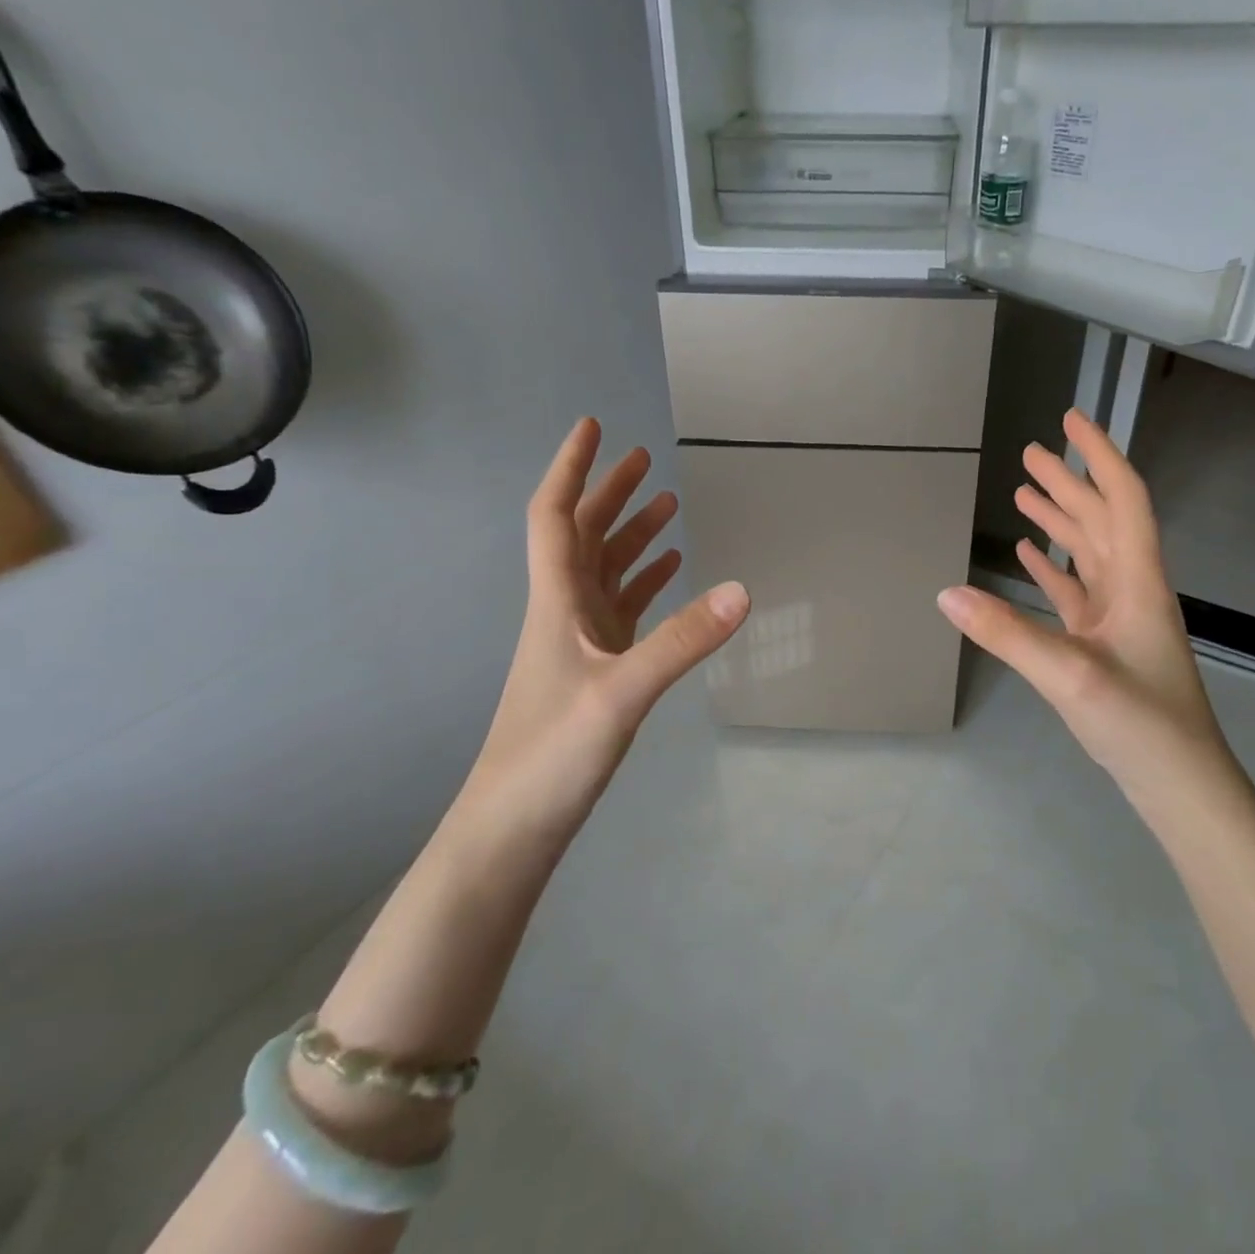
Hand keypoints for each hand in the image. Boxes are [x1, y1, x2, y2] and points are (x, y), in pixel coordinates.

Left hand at [464, 418, 749, 841]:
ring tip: (667, 504)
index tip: (592, 426)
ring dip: (632, 535)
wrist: (512, 826)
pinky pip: (622, 609)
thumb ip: (682, 641)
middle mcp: (564, 612)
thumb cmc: (551, 753)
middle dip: (610, 492)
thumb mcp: (622, 693)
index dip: (571, 468)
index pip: (556, 516)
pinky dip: (645, 582)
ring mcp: (580, 642)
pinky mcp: (597, 670)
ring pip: (605, 571)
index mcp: (557, 601)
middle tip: (643, 457)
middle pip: (583, 535)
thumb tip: (742, 590)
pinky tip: (670, 573)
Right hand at [937, 409, 1227, 785]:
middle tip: (1031, 452)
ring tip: (1023, 494)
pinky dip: (1053, 567)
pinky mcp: (1106, 644)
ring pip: (1088, 553)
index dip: (1098, 456)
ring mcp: (1119, 618)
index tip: (1071, 420)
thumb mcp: (1070, 675)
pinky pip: (1077, 591)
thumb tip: (945, 594)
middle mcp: (1132, 590)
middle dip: (1068, 482)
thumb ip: (1007, 633)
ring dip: (1059, 520)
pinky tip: (1029, 556)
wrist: (1181, 786)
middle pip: (1101, 520)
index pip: (1122, 499)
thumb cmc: (1140, 724)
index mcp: (1138, 581)